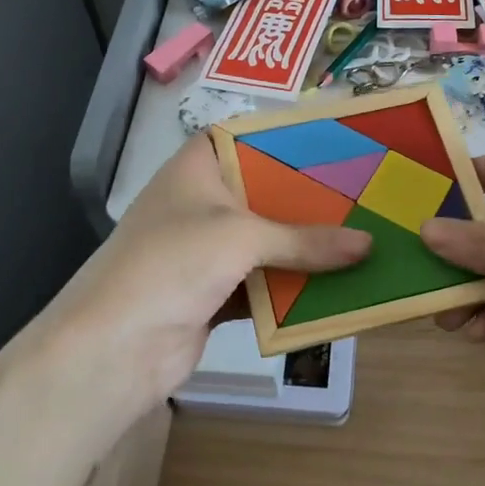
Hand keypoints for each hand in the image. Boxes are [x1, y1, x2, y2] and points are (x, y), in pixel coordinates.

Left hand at [42, 134, 370, 416]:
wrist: (116, 348)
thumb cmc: (172, 263)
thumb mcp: (241, 238)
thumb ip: (305, 240)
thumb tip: (369, 245)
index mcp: (198, 168)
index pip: (247, 137)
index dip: (288, 137)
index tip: (338, 142)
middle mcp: (202, 202)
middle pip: (266, 193)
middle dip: (311, 200)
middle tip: (365, 194)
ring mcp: (207, 250)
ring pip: (268, 241)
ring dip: (307, 247)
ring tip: (364, 237)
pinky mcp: (215, 293)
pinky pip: (265, 282)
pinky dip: (293, 286)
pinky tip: (336, 285)